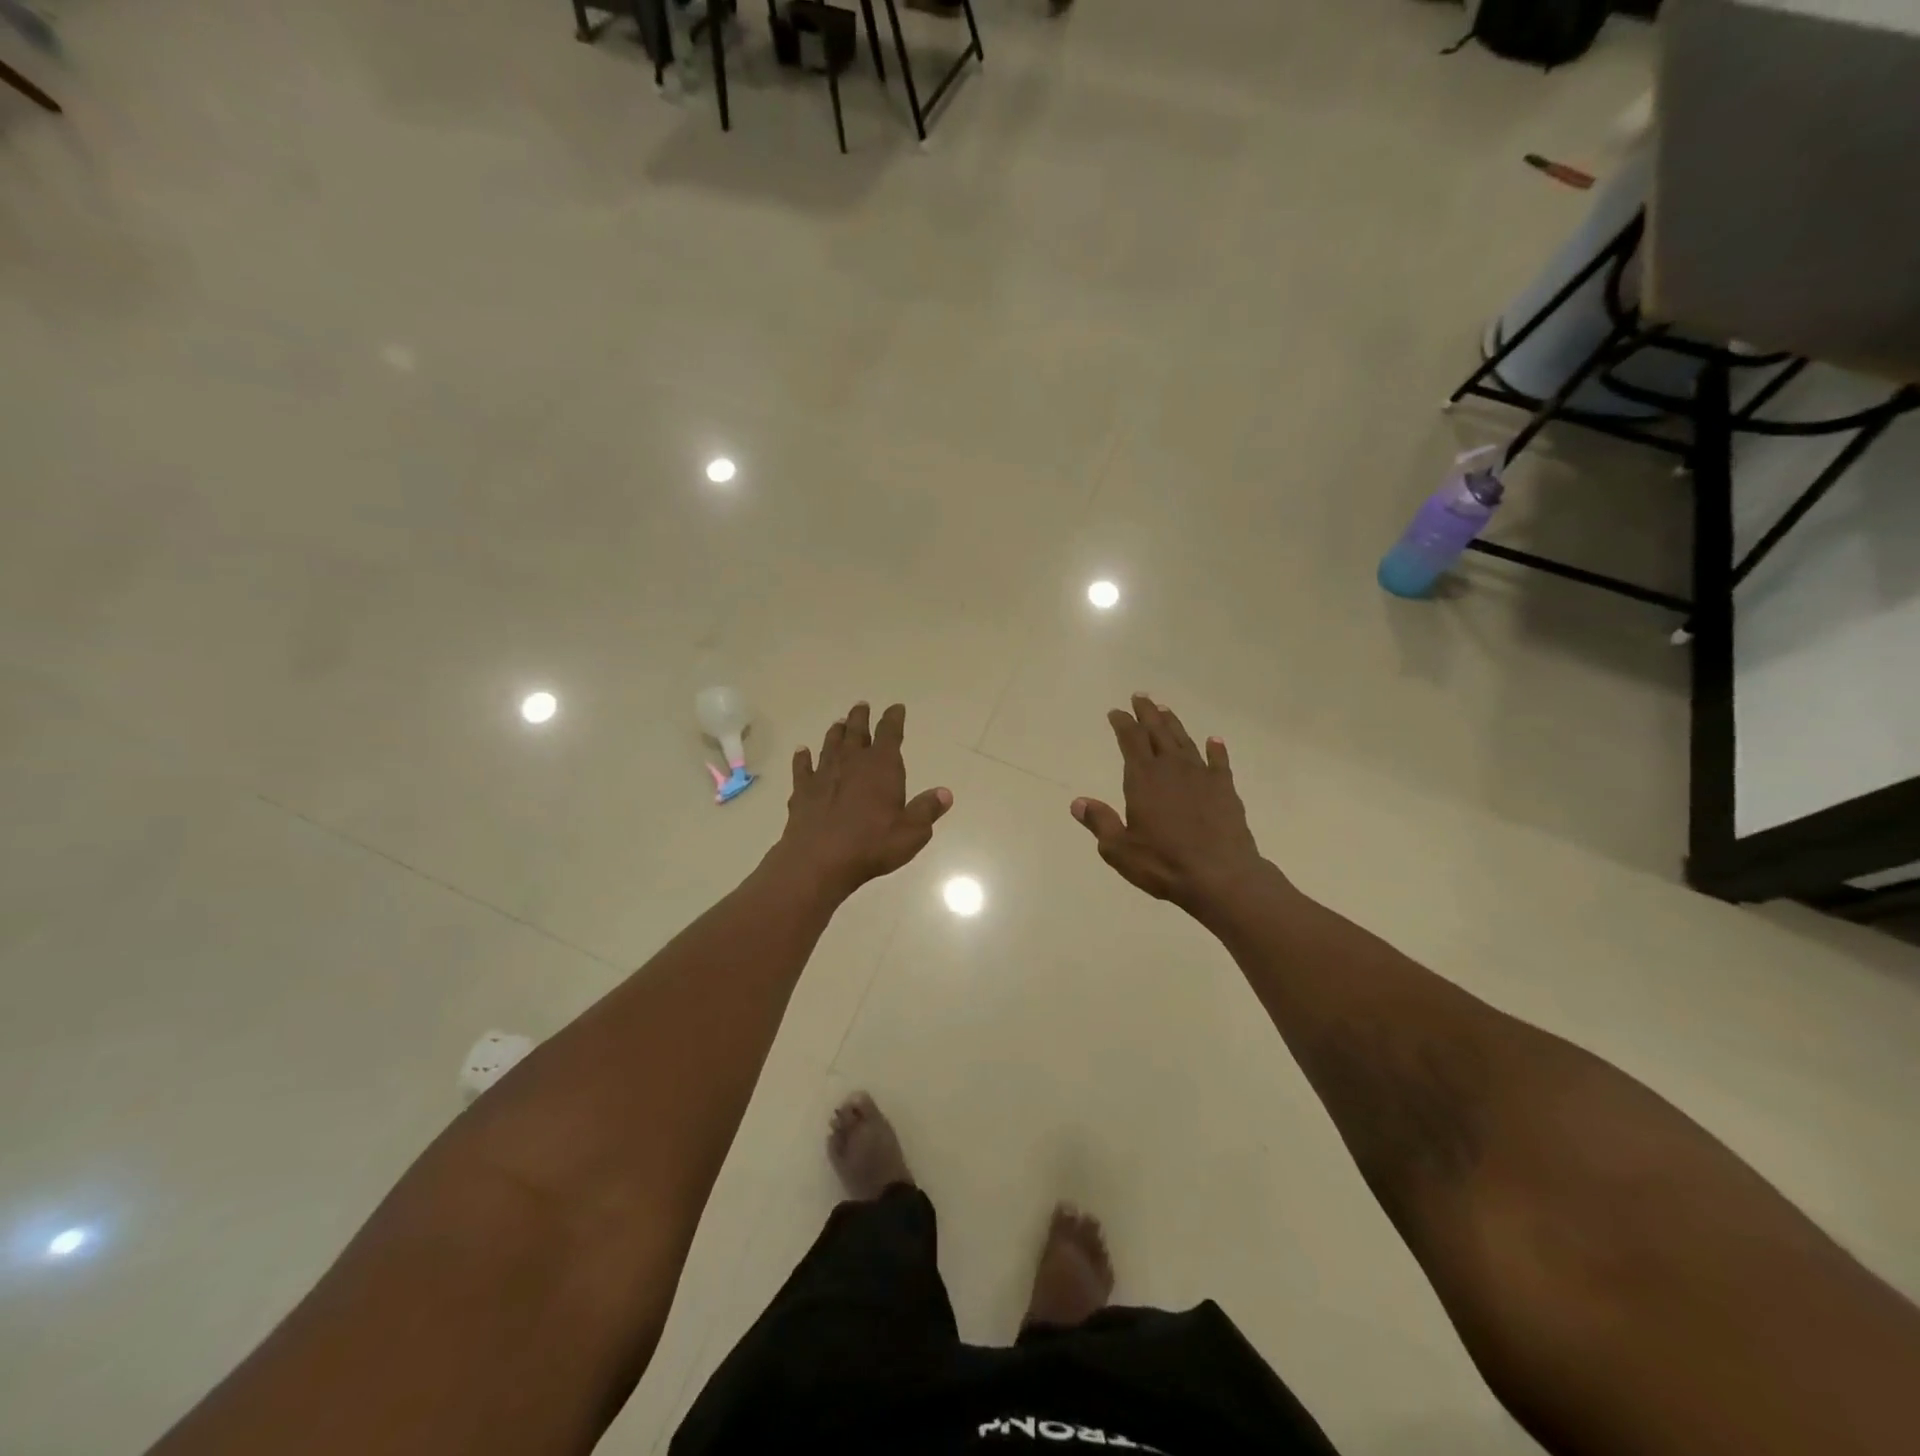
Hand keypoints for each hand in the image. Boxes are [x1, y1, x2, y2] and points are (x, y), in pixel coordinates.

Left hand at [776, 702, 952, 898]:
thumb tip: (945, 793)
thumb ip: (927, 810)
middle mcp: (852, 762)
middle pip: (856, 731)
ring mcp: (824, 774)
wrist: (819, 860)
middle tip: (861, 706)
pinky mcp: (802, 791)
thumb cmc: (872, 845)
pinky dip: (802, 758)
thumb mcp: (912, 832)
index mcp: (882, 766)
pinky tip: (801, 751)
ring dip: (836, 733)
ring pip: (830, 745)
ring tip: (838, 723)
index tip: (896, 708)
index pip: (890, 733)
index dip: (894, 719)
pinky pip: (802, 768)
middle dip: (860, 717)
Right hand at [1071, 694, 1267, 916]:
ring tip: (1166, 711)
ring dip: (1174, 724)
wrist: (1221, 876)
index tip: (1116, 711)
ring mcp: (1202, 776)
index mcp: (1143, 778)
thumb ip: (1100, 822)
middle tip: (1141, 697)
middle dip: (1147, 714)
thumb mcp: (1119, 848)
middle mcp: (1172, 768)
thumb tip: (1078, 802)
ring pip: (1185, 741)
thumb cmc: (1164, 863)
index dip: (1122, 723)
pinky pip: (1219, 762)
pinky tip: (1214, 741)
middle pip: (1158, 732)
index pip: (1130, 740)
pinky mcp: (1226, 790)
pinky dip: (1216, 750)